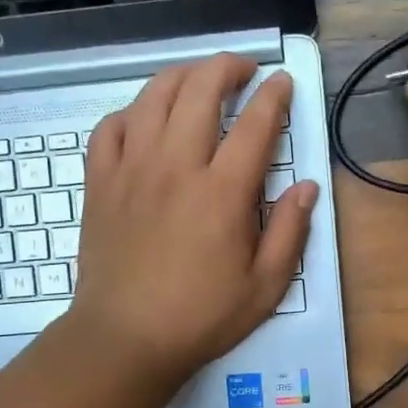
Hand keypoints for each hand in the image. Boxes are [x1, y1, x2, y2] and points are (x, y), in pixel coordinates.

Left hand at [70, 54, 315, 385]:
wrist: (124, 339)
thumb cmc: (200, 317)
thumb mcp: (265, 286)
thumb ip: (290, 231)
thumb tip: (306, 186)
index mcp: (223, 193)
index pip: (255, 124)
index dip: (274, 96)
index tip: (283, 83)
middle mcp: (176, 166)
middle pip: (201, 90)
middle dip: (227, 68)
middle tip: (244, 71)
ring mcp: (132, 169)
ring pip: (153, 96)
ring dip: (182, 76)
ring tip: (199, 79)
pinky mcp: (100, 182)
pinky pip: (110, 127)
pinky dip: (131, 112)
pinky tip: (144, 120)